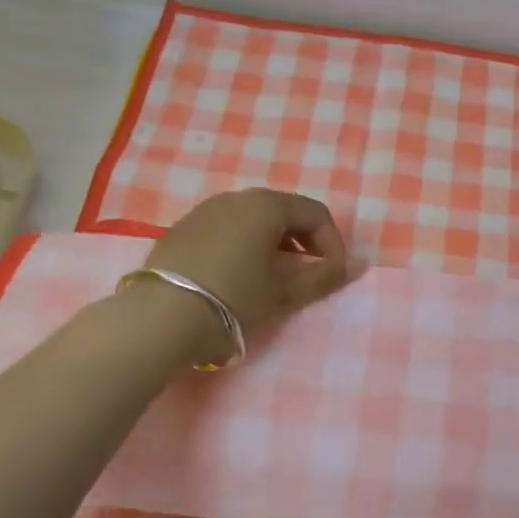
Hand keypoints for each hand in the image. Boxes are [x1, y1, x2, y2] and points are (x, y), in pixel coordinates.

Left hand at [135, 188, 358, 364]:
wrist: (159, 319)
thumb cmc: (233, 301)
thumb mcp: (285, 294)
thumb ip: (325, 277)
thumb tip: (358, 265)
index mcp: (266, 206)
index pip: (316, 213)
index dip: (333, 243)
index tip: (333, 275)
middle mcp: (234, 198)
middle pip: (283, 211)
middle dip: (303, 242)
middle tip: (306, 276)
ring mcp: (203, 211)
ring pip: (252, 220)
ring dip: (272, 244)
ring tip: (272, 279)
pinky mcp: (180, 229)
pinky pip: (225, 229)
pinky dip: (242, 246)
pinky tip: (235, 278)